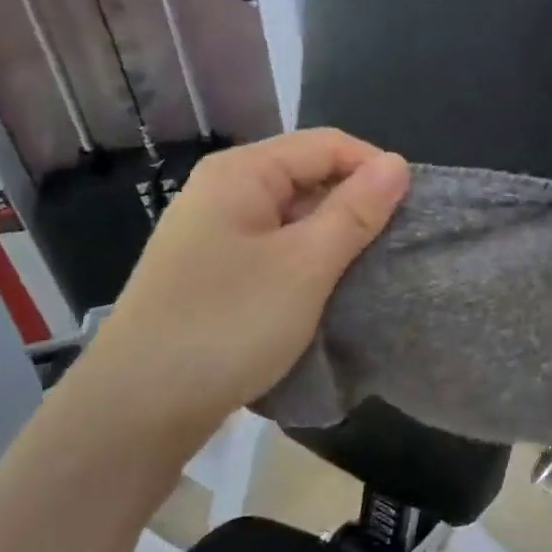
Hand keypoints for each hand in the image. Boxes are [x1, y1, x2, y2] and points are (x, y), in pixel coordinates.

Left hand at [65, 129, 409, 465]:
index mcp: (241, 173)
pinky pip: (273, 249)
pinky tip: (326, 290)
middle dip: (355, 203)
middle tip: (395, 246)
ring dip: (332, 237)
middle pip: (306, 176)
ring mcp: (213, 234)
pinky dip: (306, 262)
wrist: (139, 407)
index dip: (374, 168)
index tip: (413, 210)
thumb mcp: (305, 266)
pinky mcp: (212, 272)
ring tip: (369, 270)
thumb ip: (354, 212)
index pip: (325, 145)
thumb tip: (397, 164)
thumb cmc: (228, 324)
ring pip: (291, 217)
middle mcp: (223, 191)